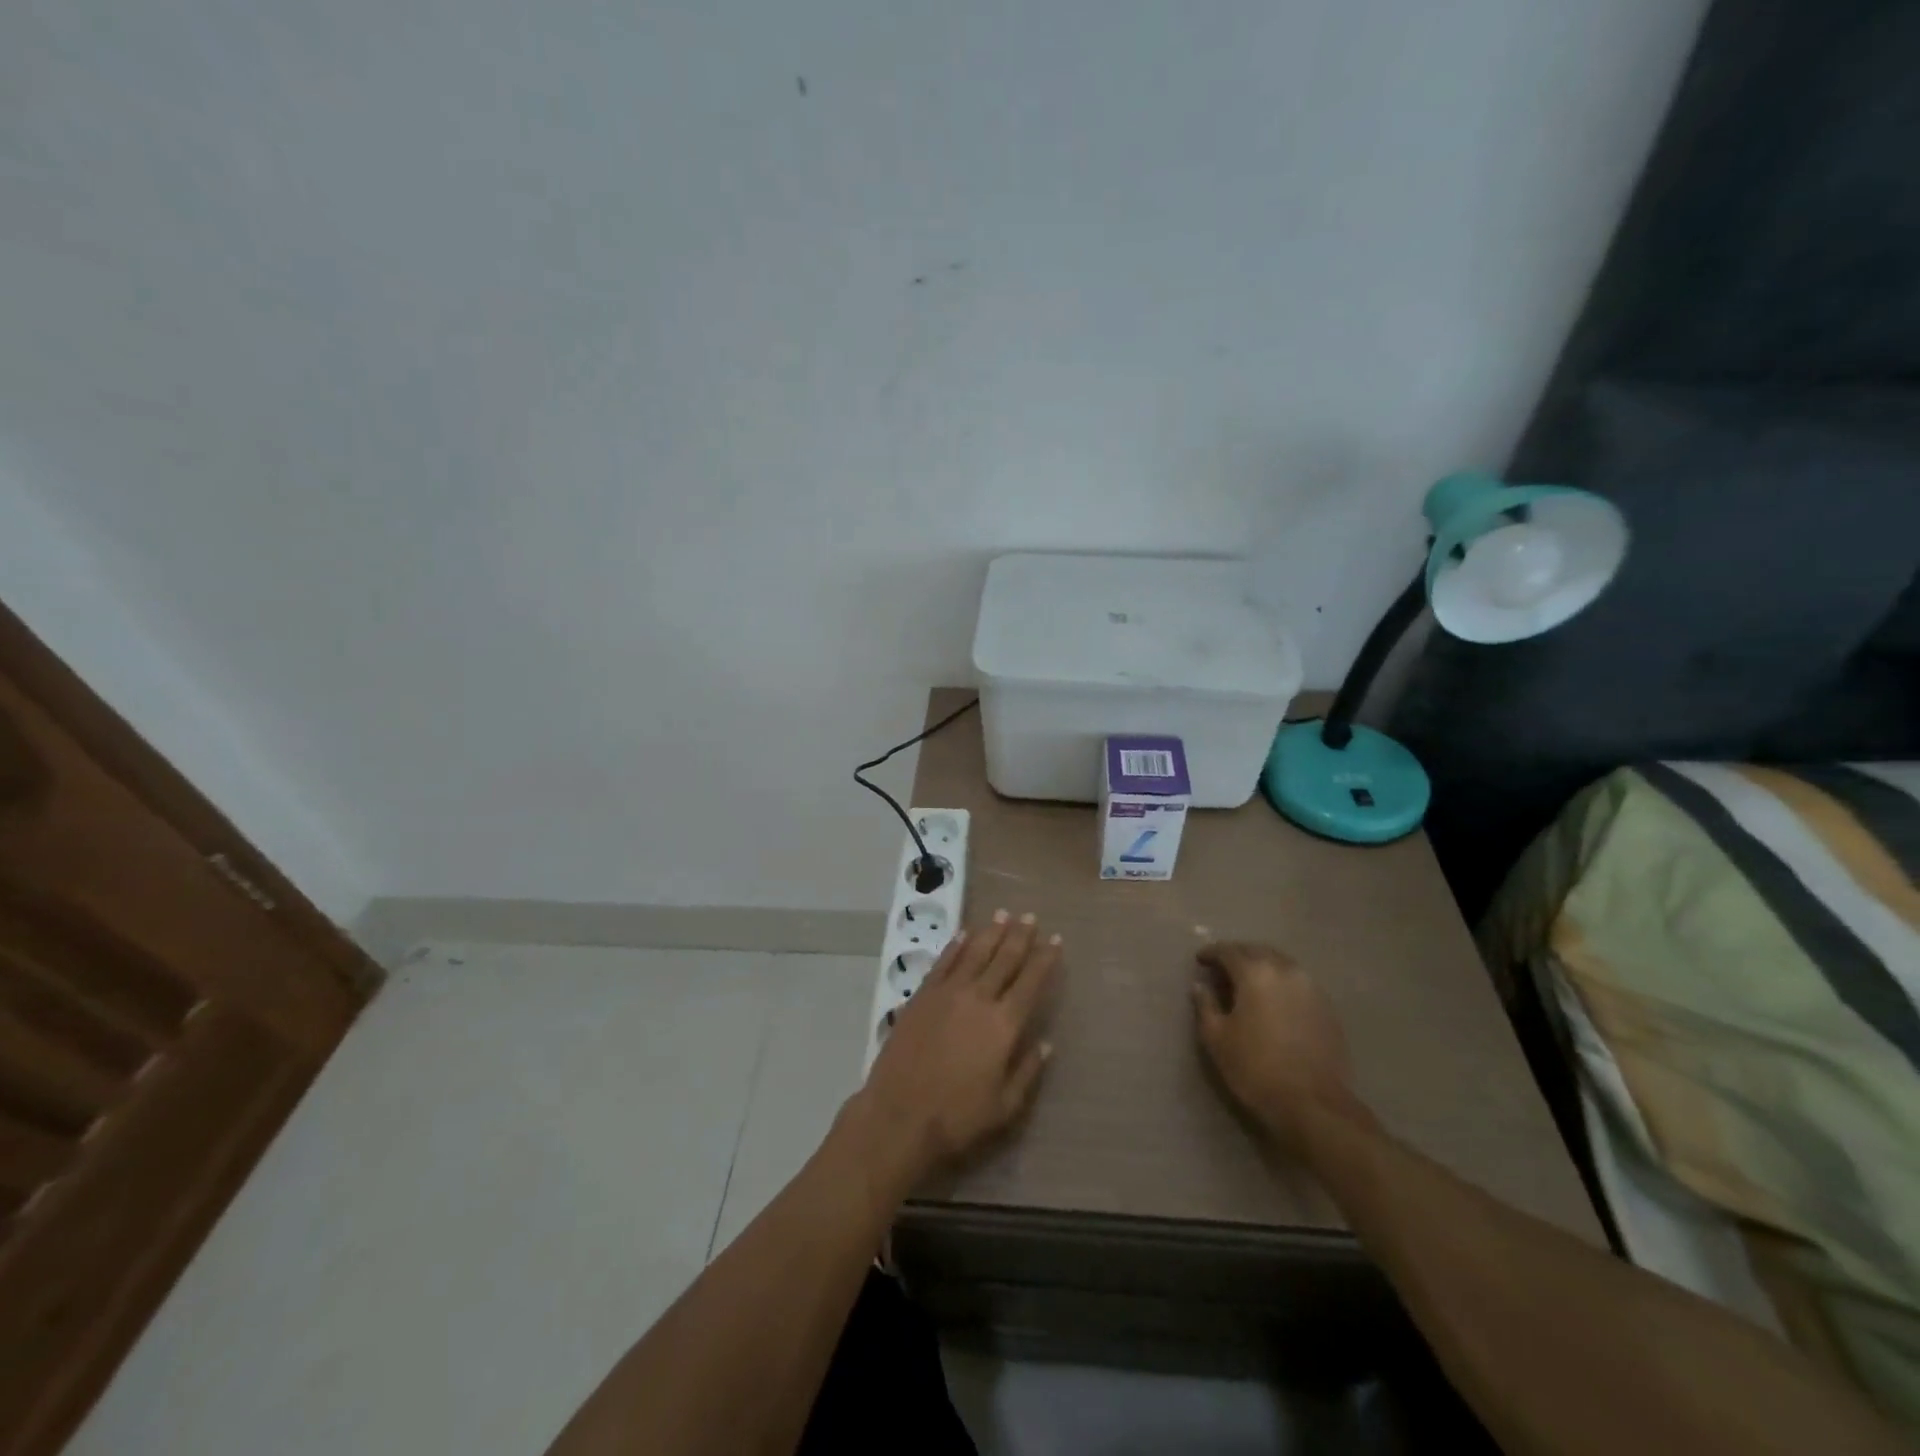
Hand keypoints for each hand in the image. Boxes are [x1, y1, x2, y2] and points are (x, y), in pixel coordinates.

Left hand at [847, 910, 1059, 1188]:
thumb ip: (1028, 1071)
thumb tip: (1045, 1043)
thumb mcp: (1005, 1107)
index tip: (1055, 940)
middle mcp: (979, 999)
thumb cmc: (957, 1118)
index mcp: (1004, 1025)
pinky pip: (943, 962)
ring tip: (1003, 914)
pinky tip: (964, 933)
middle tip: (1030, 916)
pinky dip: (956, 945)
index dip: (1045, 959)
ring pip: (975, 953)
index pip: (1031, 982)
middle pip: (1004, 959)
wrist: (899, 1116)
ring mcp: (947, 993)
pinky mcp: (922, 996)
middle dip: (1020, 936)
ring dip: (991, 932)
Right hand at [1192, 941, 1366, 1155]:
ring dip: (1261, 967)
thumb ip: (1205, 1005)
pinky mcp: (1326, 1007)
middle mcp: (1285, 971)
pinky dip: (1281, 983)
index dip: (1211, 953)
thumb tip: (1200, 986)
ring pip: (1281, 964)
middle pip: (1257, 951)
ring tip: (1247, 983)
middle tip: (1222, 968)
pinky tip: (1273, 1000)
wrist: (1313, 1105)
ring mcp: (1311, 988)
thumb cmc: (1255, 1068)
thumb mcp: (1217, 1038)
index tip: (1200, 960)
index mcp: (1255, 973)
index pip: (1228, 951)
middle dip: (1237, 955)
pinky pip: (1298, 982)